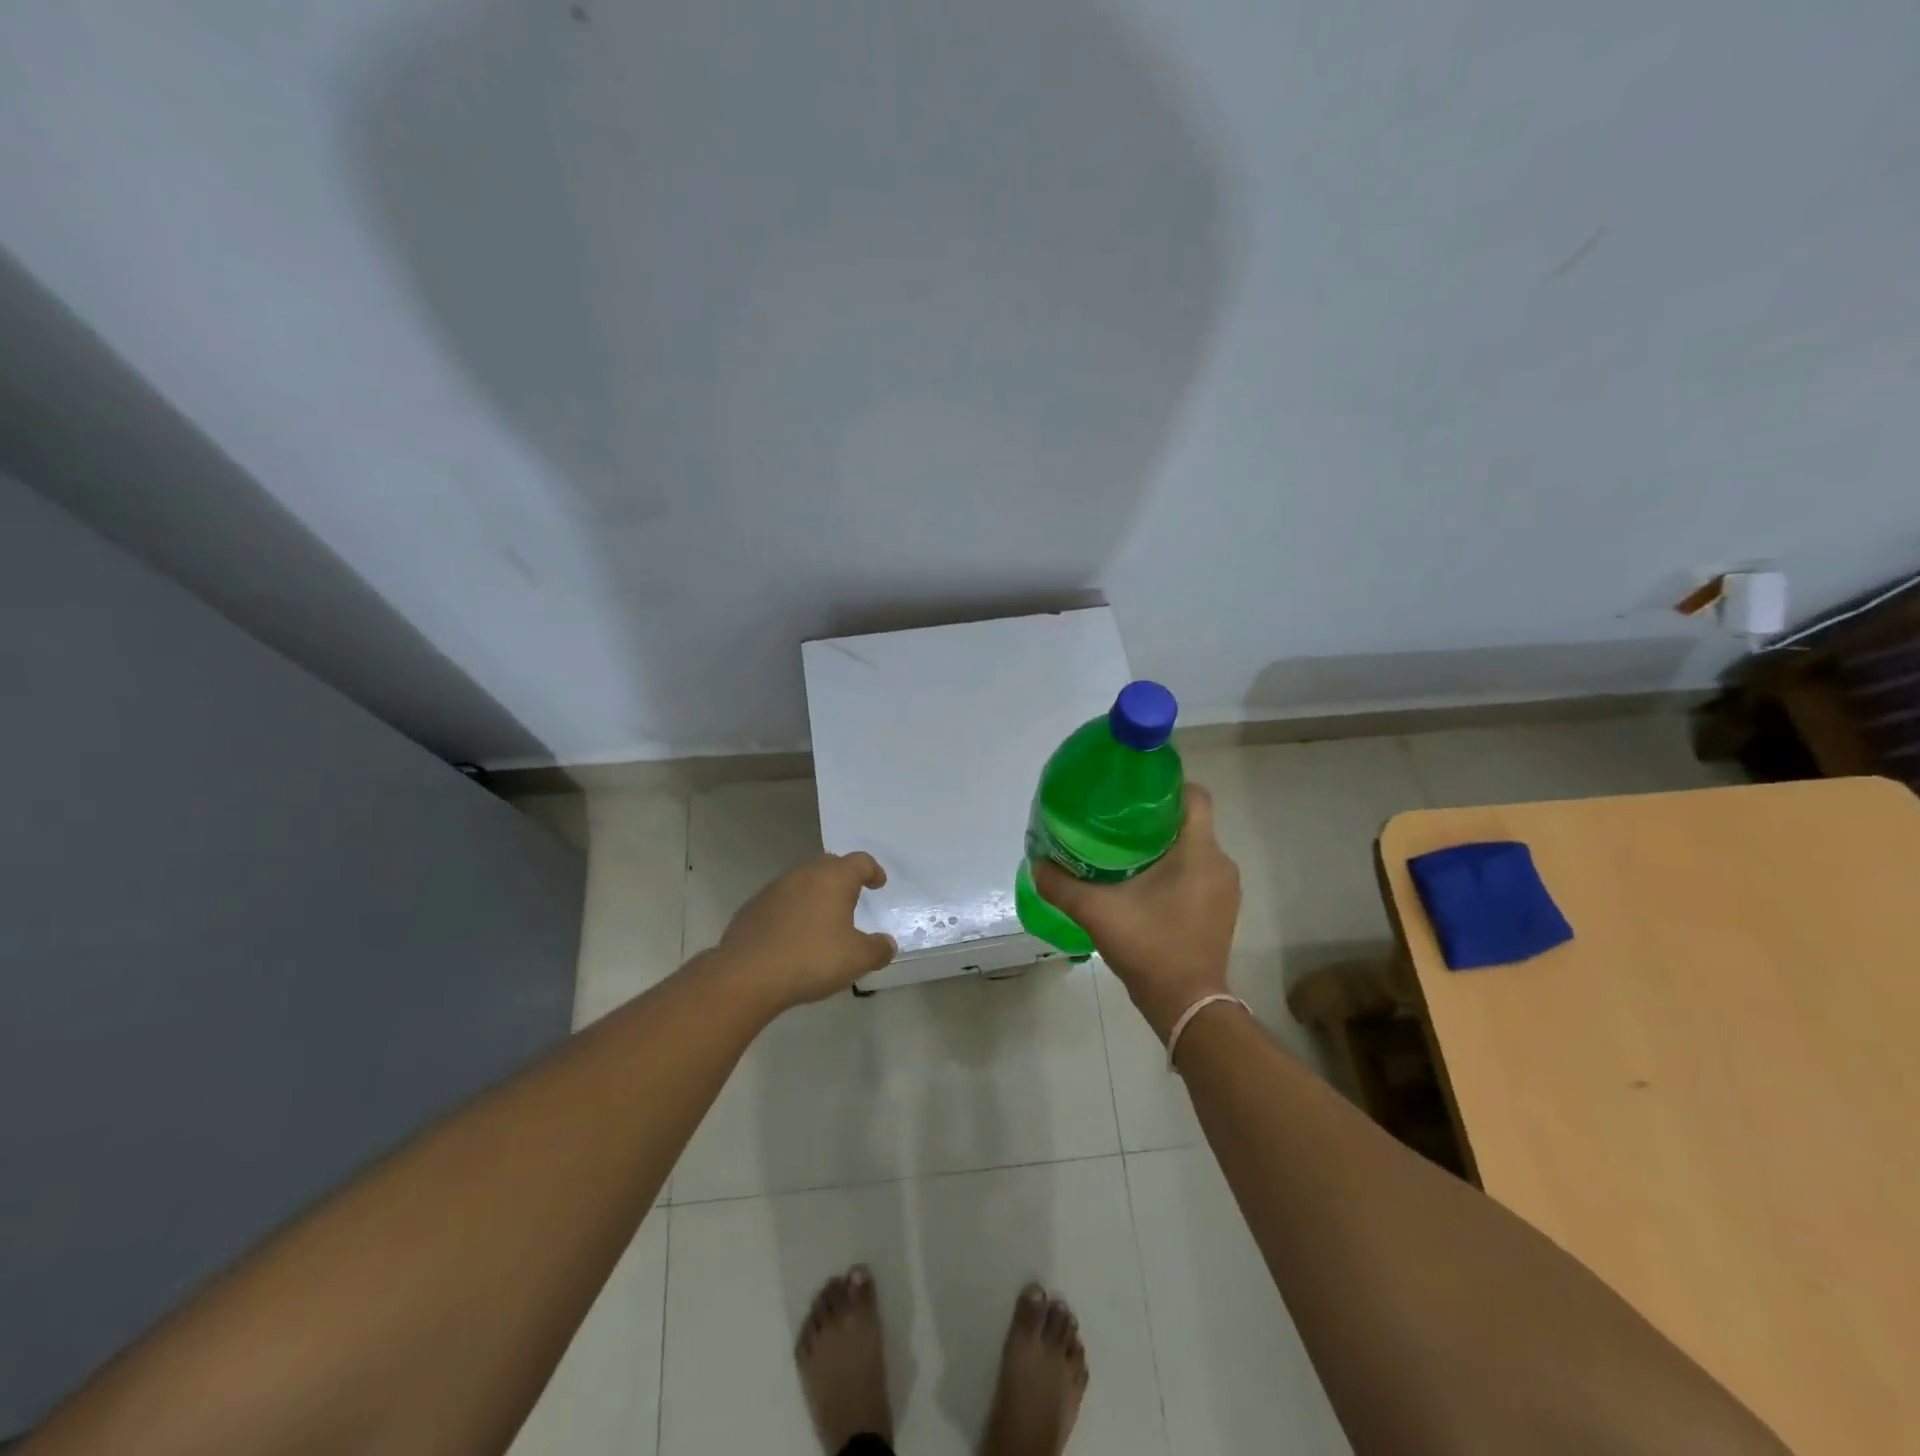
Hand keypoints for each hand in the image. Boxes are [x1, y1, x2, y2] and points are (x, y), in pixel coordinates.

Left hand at [716, 851, 897, 1010]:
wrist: (746, 975)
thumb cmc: (811, 959)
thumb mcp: (857, 959)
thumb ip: (878, 949)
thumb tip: (887, 945)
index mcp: (833, 878)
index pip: (860, 861)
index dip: (873, 871)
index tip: (878, 883)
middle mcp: (803, 874)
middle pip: (829, 864)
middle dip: (843, 877)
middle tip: (852, 896)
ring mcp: (774, 889)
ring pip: (802, 881)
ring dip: (815, 893)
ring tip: (822, 919)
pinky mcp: (752, 908)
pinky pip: (781, 901)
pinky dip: (792, 910)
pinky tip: (793, 935)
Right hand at [1032, 784, 1239, 1042]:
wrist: (1187, 1005)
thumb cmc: (1149, 947)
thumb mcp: (1097, 912)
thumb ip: (1062, 885)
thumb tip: (1037, 864)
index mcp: (1199, 852)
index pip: (1195, 795)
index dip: (1167, 784)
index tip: (1133, 790)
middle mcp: (1220, 863)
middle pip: (1191, 820)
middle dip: (1156, 815)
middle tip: (1117, 819)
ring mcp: (1225, 888)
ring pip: (1195, 847)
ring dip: (1165, 843)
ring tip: (1126, 848)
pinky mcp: (1222, 909)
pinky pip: (1199, 871)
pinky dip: (1175, 867)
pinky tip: (1144, 881)